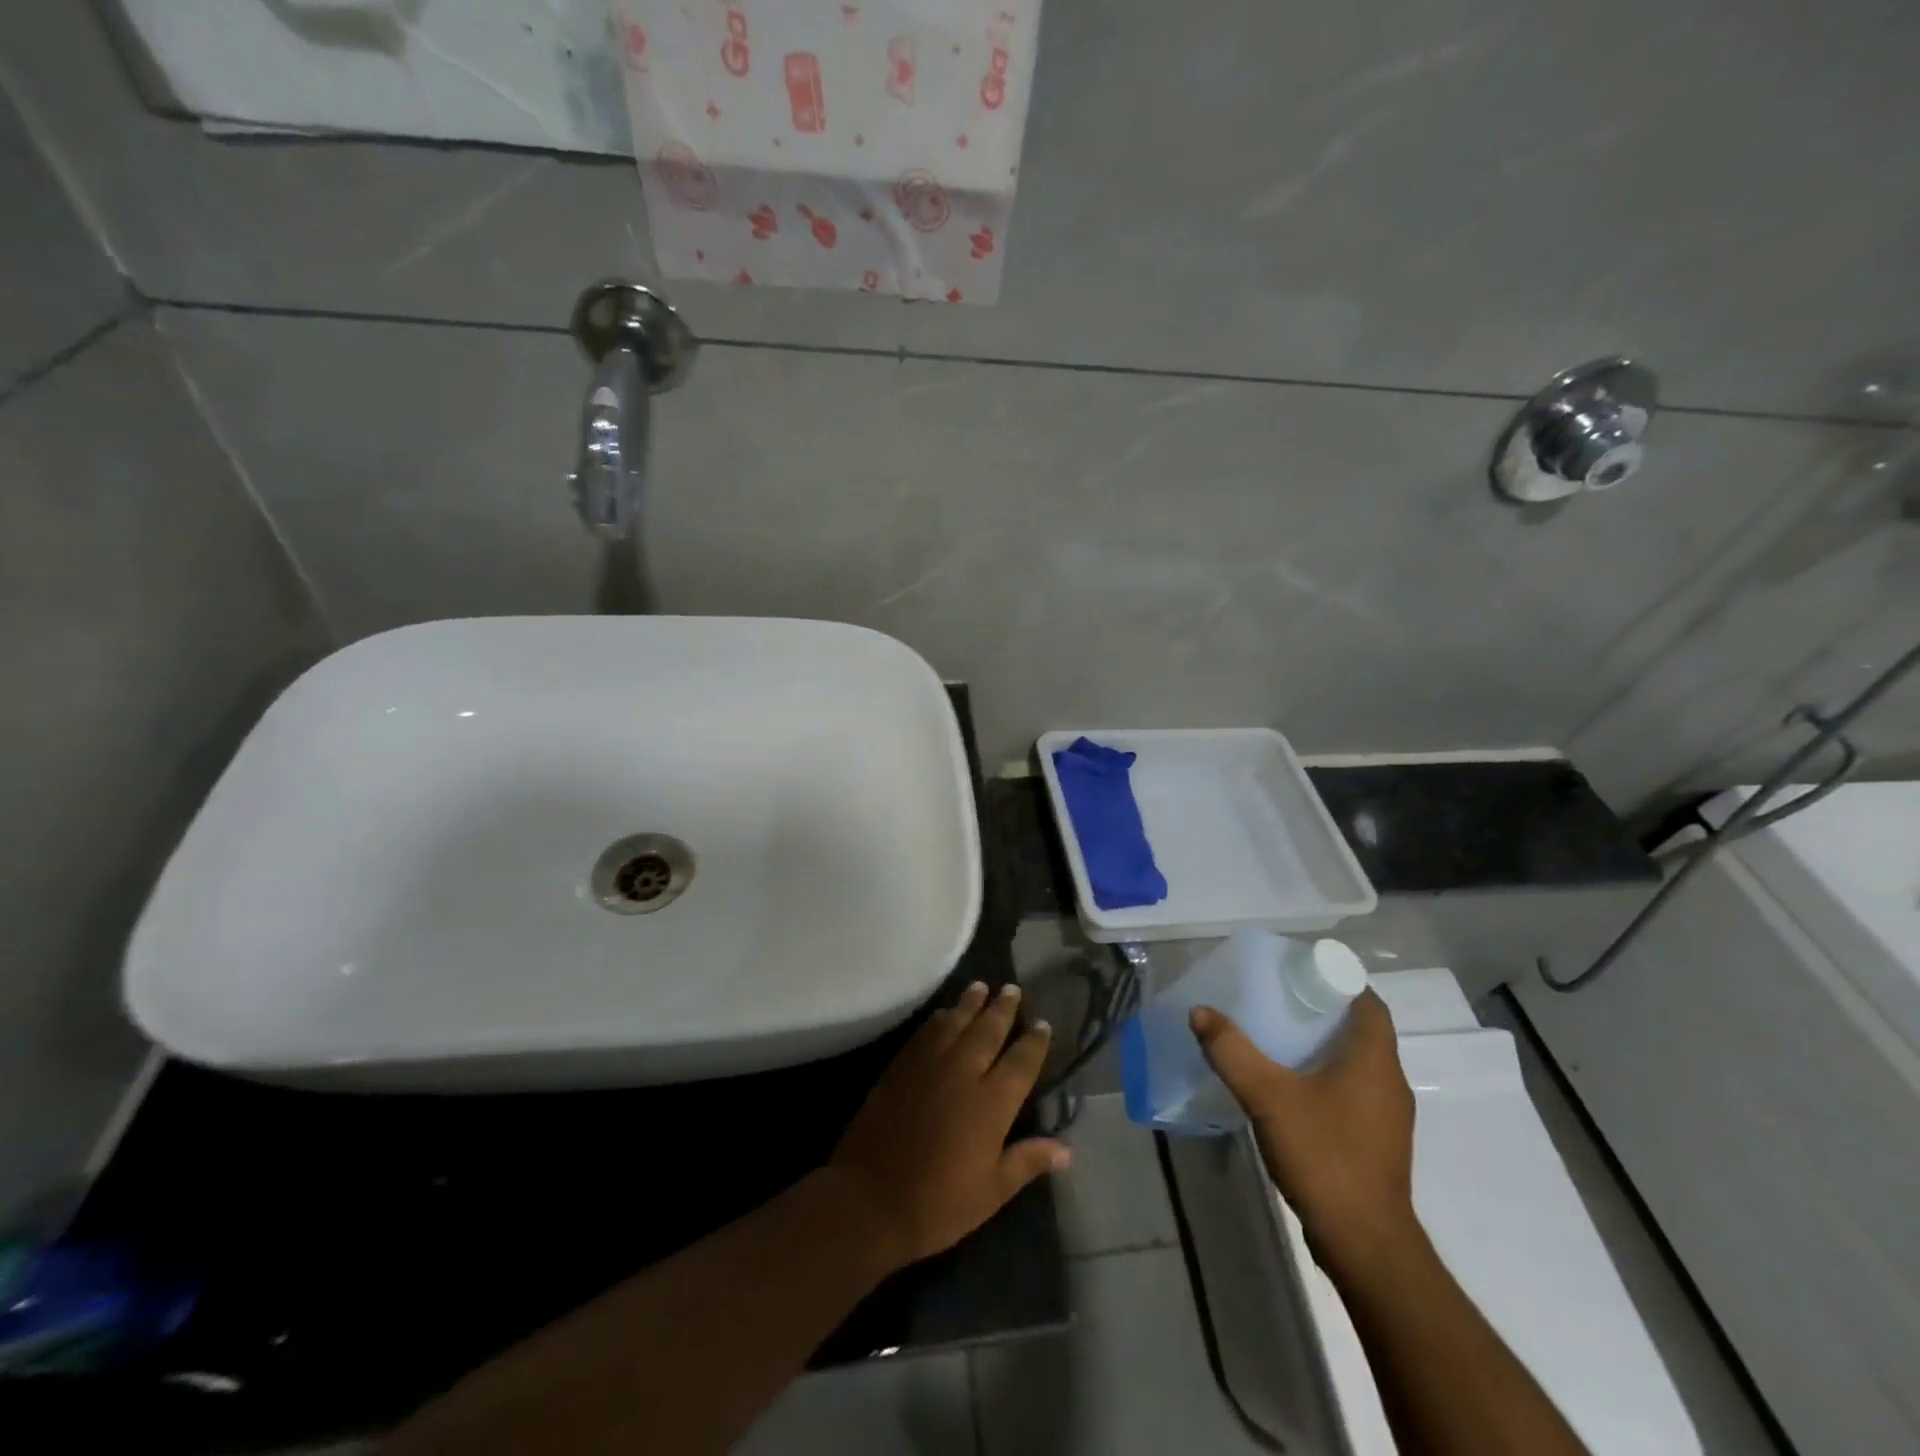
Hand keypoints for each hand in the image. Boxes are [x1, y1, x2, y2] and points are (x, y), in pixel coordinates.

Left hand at [829, 981, 1068, 1269]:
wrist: (870, 1199)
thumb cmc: (939, 1204)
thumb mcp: (992, 1192)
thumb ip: (1028, 1161)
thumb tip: (1067, 1150)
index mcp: (992, 1102)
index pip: (1021, 1060)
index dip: (1034, 1040)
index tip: (1042, 1023)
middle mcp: (964, 1072)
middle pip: (989, 1030)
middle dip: (1003, 1008)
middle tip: (1012, 989)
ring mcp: (930, 1064)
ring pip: (956, 1021)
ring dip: (970, 1003)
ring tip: (980, 987)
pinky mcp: (902, 1066)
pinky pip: (926, 1032)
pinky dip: (939, 1018)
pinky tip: (944, 1014)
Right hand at [1190, 990, 1417, 1275]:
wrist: (1365, 1245)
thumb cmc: (1325, 1157)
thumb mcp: (1268, 1097)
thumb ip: (1232, 1051)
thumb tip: (1200, 1011)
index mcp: (1374, 1060)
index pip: (1367, 1001)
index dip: (1336, 980)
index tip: (1297, 973)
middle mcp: (1388, 1080)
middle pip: (1360, 1029)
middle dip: (1320, 1010)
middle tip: (1275, 999)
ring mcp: (1385, 1115)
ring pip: (1355, 1061)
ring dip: (1321, 1045)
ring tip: (1274, 1037)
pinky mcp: (1375, 1141)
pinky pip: (1351, 1090)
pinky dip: (1324, 1077)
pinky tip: (1288, 1087)